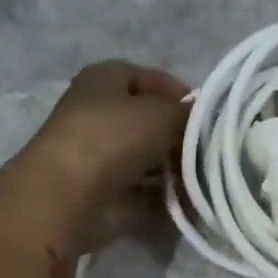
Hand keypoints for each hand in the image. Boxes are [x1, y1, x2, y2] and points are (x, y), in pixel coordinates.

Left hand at [24, 60, 189, 252]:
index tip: (206, 111)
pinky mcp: (104, 195)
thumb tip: (207, 119)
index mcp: (103, 81)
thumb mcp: (161, 114)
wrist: (67, 197)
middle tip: (210, 147)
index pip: (145, 77)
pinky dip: (164, 196)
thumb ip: (190, 115)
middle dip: (178, 134)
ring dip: (174, 168)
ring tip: (204, 176)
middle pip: (147, 121)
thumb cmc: (112, 138)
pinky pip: (143, 192)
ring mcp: (99, 158)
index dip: (175, 90)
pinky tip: (189, 200)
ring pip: (146, 159)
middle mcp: (98, 116)